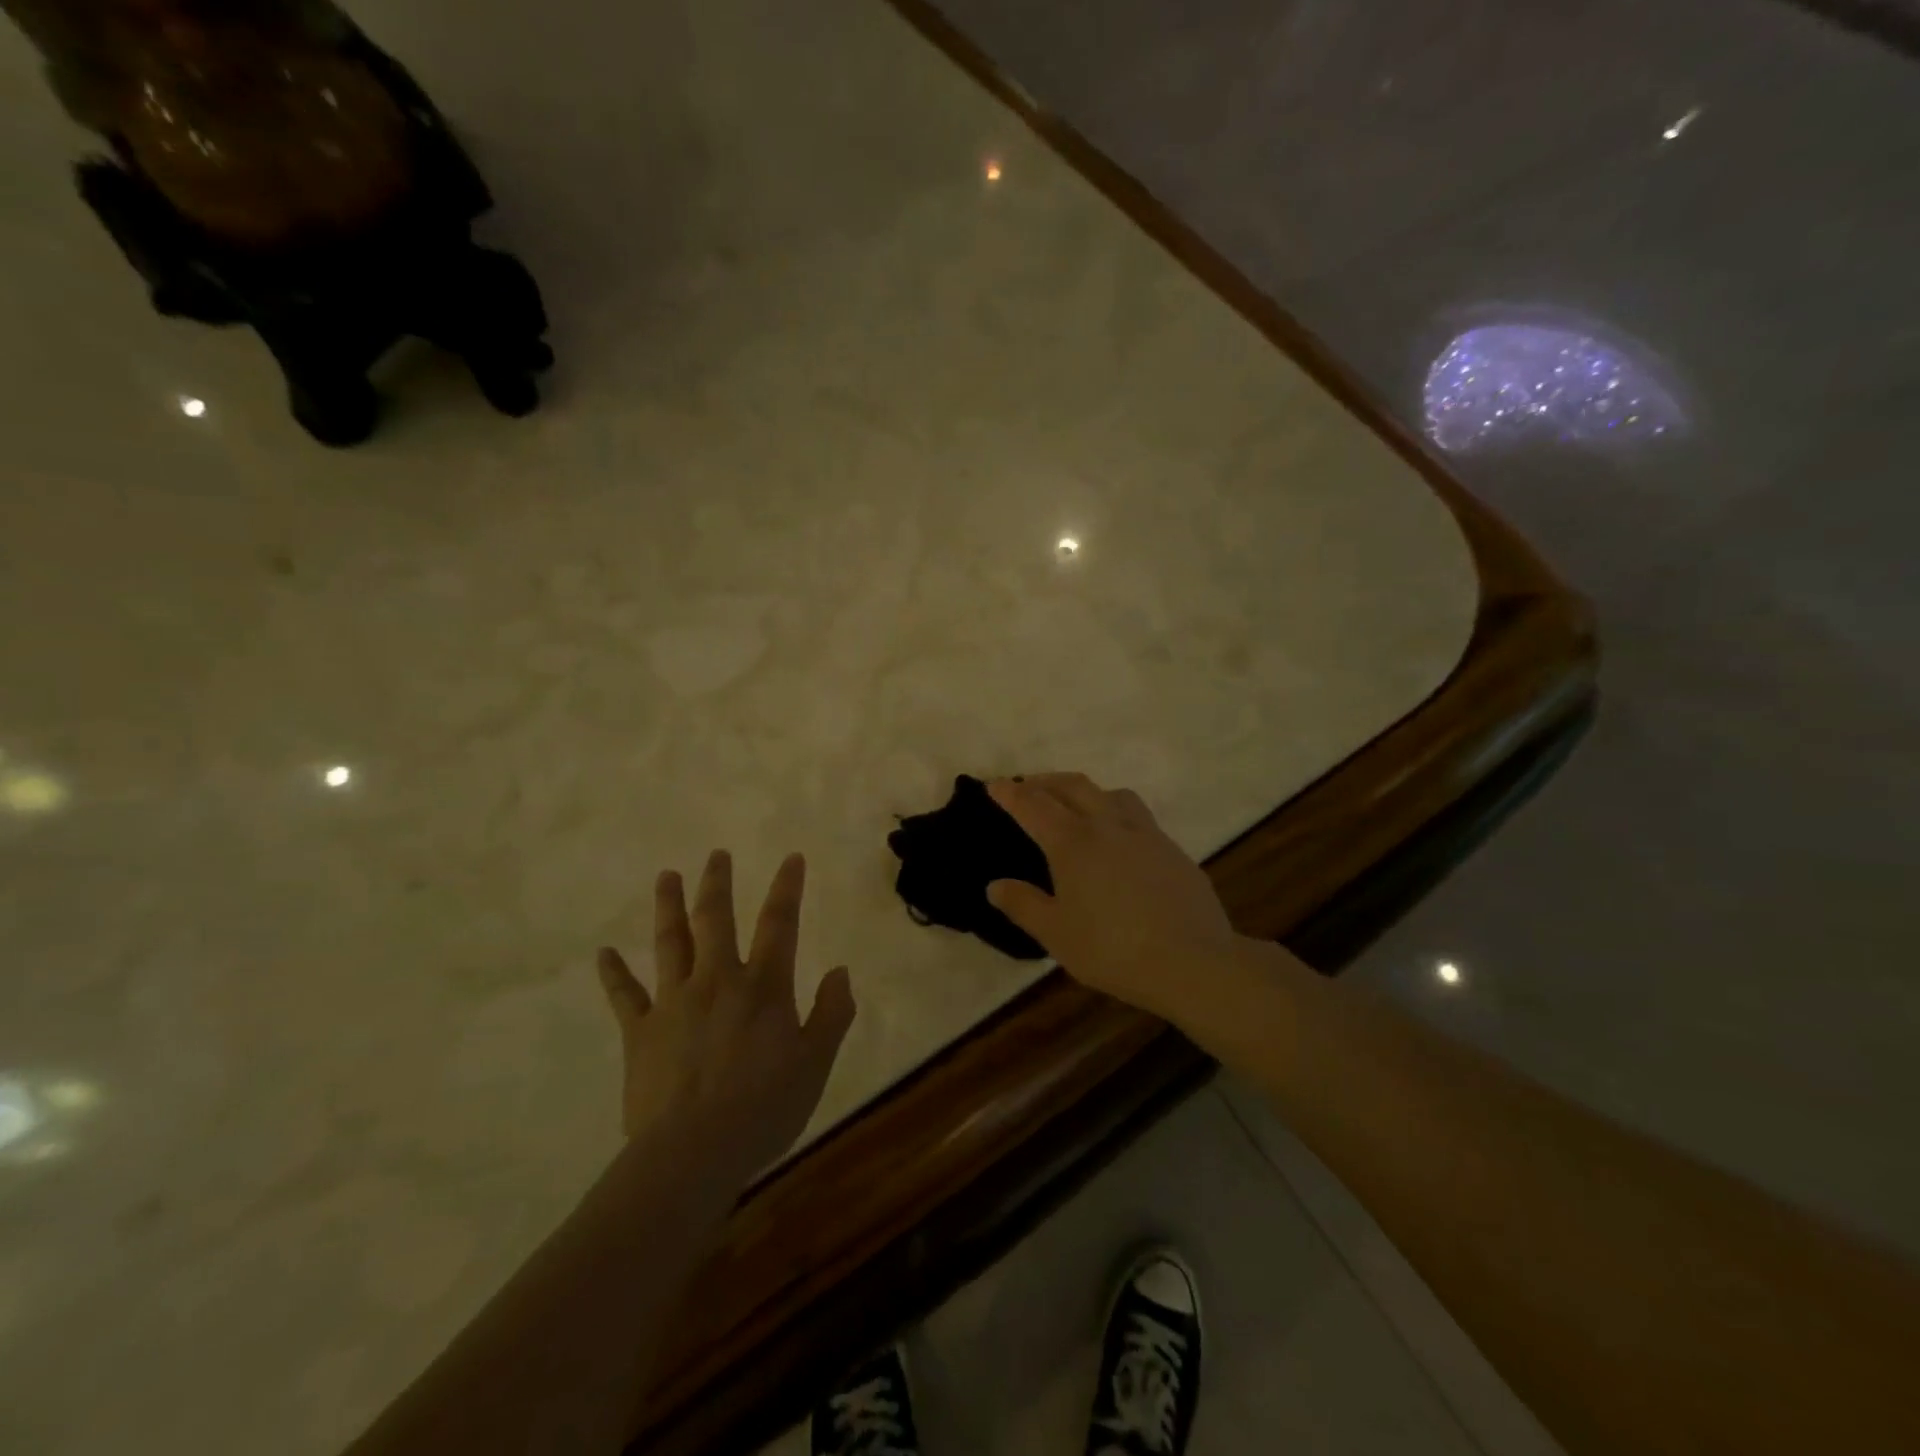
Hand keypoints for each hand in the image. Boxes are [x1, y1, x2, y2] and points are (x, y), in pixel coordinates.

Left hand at [597, 850, 855, 1181]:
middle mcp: (717, 980)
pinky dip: (614, 973)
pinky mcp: (641, 1032)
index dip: (787, 887)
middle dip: (718, 883)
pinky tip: (604, 953)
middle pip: (716, 919)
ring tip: (667, 876)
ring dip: (669, 906)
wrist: (693, 1154)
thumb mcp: (816, 1063)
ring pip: (671, 943)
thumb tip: (841, 971)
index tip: (790, 857)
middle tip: (716, 854)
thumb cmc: (765, 1108)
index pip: (780, 923)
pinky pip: (625, 996)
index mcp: (763, 986)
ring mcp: (674, 1002)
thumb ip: (832, 1013)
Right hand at [986, 774, 1243, 1024]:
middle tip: (1028, 787)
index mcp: (1072, 843)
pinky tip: (1119, 839)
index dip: (1010, 793)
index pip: (1033, 806)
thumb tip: (995, 885)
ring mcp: (1145, 833)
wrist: (1193, 961)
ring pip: (1111, 793)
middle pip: (1072, 786)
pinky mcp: (1171, 849)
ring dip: (1085, 791)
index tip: (994, 784)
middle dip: (1045, 782)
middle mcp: (1107, 825)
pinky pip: (1138, 815)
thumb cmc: (1113, 950)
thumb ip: (1023, 905)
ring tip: (1076, 804)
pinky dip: (1116, 812)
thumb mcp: (1057, 934)